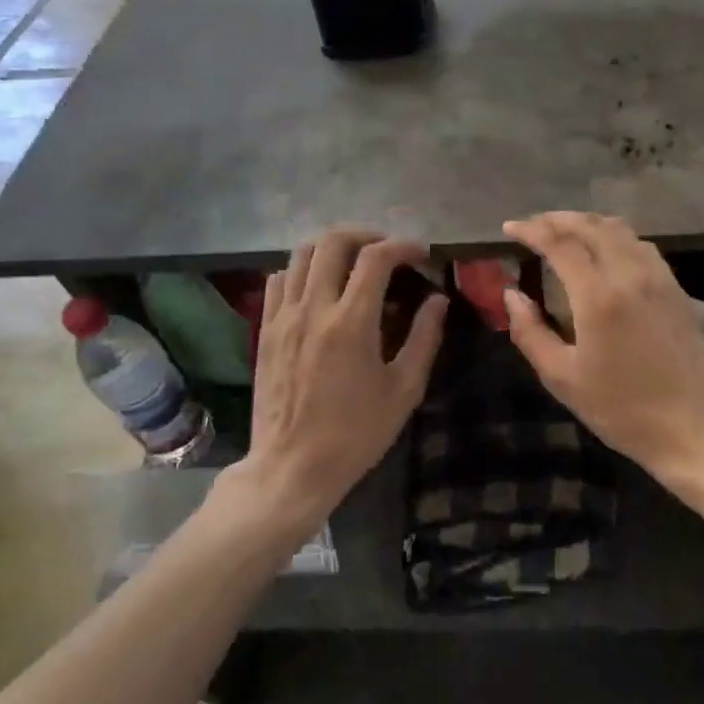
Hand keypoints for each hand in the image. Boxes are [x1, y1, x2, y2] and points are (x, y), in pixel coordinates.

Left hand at [235, 229, 447, 530]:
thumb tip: (438, 300)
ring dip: (332, 247)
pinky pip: (279, 280)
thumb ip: (424, 337)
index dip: (403, 246)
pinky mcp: (265, 329)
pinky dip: (302, 270)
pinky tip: (320, 287)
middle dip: (366, 235)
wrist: (291, 469)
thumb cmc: (356, 434)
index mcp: (351, 321)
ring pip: (301, 253)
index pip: (377, 257)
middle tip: (387, 250)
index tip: (421, 254)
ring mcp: (283, 316)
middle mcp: (314, 307)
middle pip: (333, 241)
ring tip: (354, 261)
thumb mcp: (403, 390)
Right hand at [502, 212, 703, 486]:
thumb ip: (529, 332)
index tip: (510, 227)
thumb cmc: (620, 409)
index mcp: (599, 297)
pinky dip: (614, 235)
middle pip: (591, 226)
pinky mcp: (675, 288)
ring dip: (587, 223)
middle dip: (557, 219)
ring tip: (564, 231)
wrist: (690, 429)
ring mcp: (658, 278)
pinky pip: (641, 245)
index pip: (560, 244)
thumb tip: (511, 295)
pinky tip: (604, 249)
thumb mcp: (562, 378)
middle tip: (532, 225)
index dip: (532, 230)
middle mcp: (630, 275)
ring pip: (619, 230)